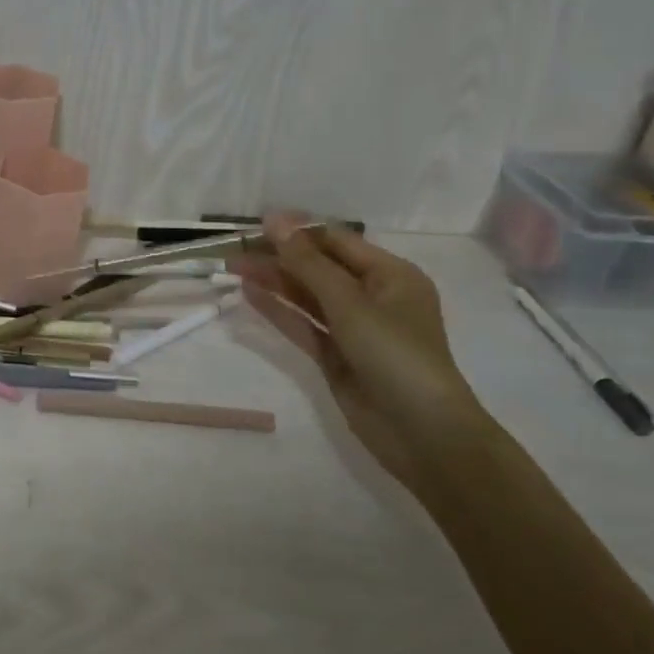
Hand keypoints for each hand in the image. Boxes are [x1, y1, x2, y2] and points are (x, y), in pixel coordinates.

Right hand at [233, 213, 493, 497]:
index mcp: (390, 275)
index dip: (297, 231)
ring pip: (307, 295)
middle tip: (234, 250)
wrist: (421, 433)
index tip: (255, 225)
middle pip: (319, 267)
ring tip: (233, 267)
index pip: (336, 242)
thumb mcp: (350, 303)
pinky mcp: (336, 355)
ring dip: (273, 281)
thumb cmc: (395, 355)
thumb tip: (274, 220)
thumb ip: (307, 262)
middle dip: (279, 257)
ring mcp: (353, 328)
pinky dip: (278, 309)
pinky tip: (249, 294)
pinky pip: (303, 324)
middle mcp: (373, 296)